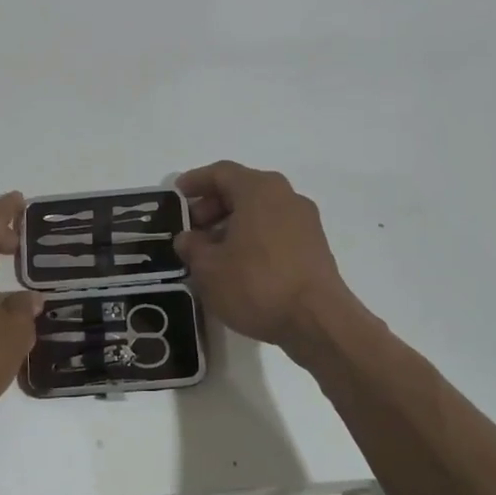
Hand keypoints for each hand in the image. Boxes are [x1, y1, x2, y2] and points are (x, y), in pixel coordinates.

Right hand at [175, 161, 357, 348]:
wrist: (318, 321)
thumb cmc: (257, 284)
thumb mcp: (209, 268)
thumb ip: (192, 247)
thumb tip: (188, 239)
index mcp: (259, 189)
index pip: (221, 172)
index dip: (196, 181)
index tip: (177, 195)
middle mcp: (286, 196)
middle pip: (243, 189)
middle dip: (213, 205)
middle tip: (192, 229)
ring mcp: (305, 221)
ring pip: (261, 210)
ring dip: (233, 224)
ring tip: (212, 251)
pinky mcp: (315, 246)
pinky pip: (276, 229)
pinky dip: (253, 237)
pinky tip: (239, 264)